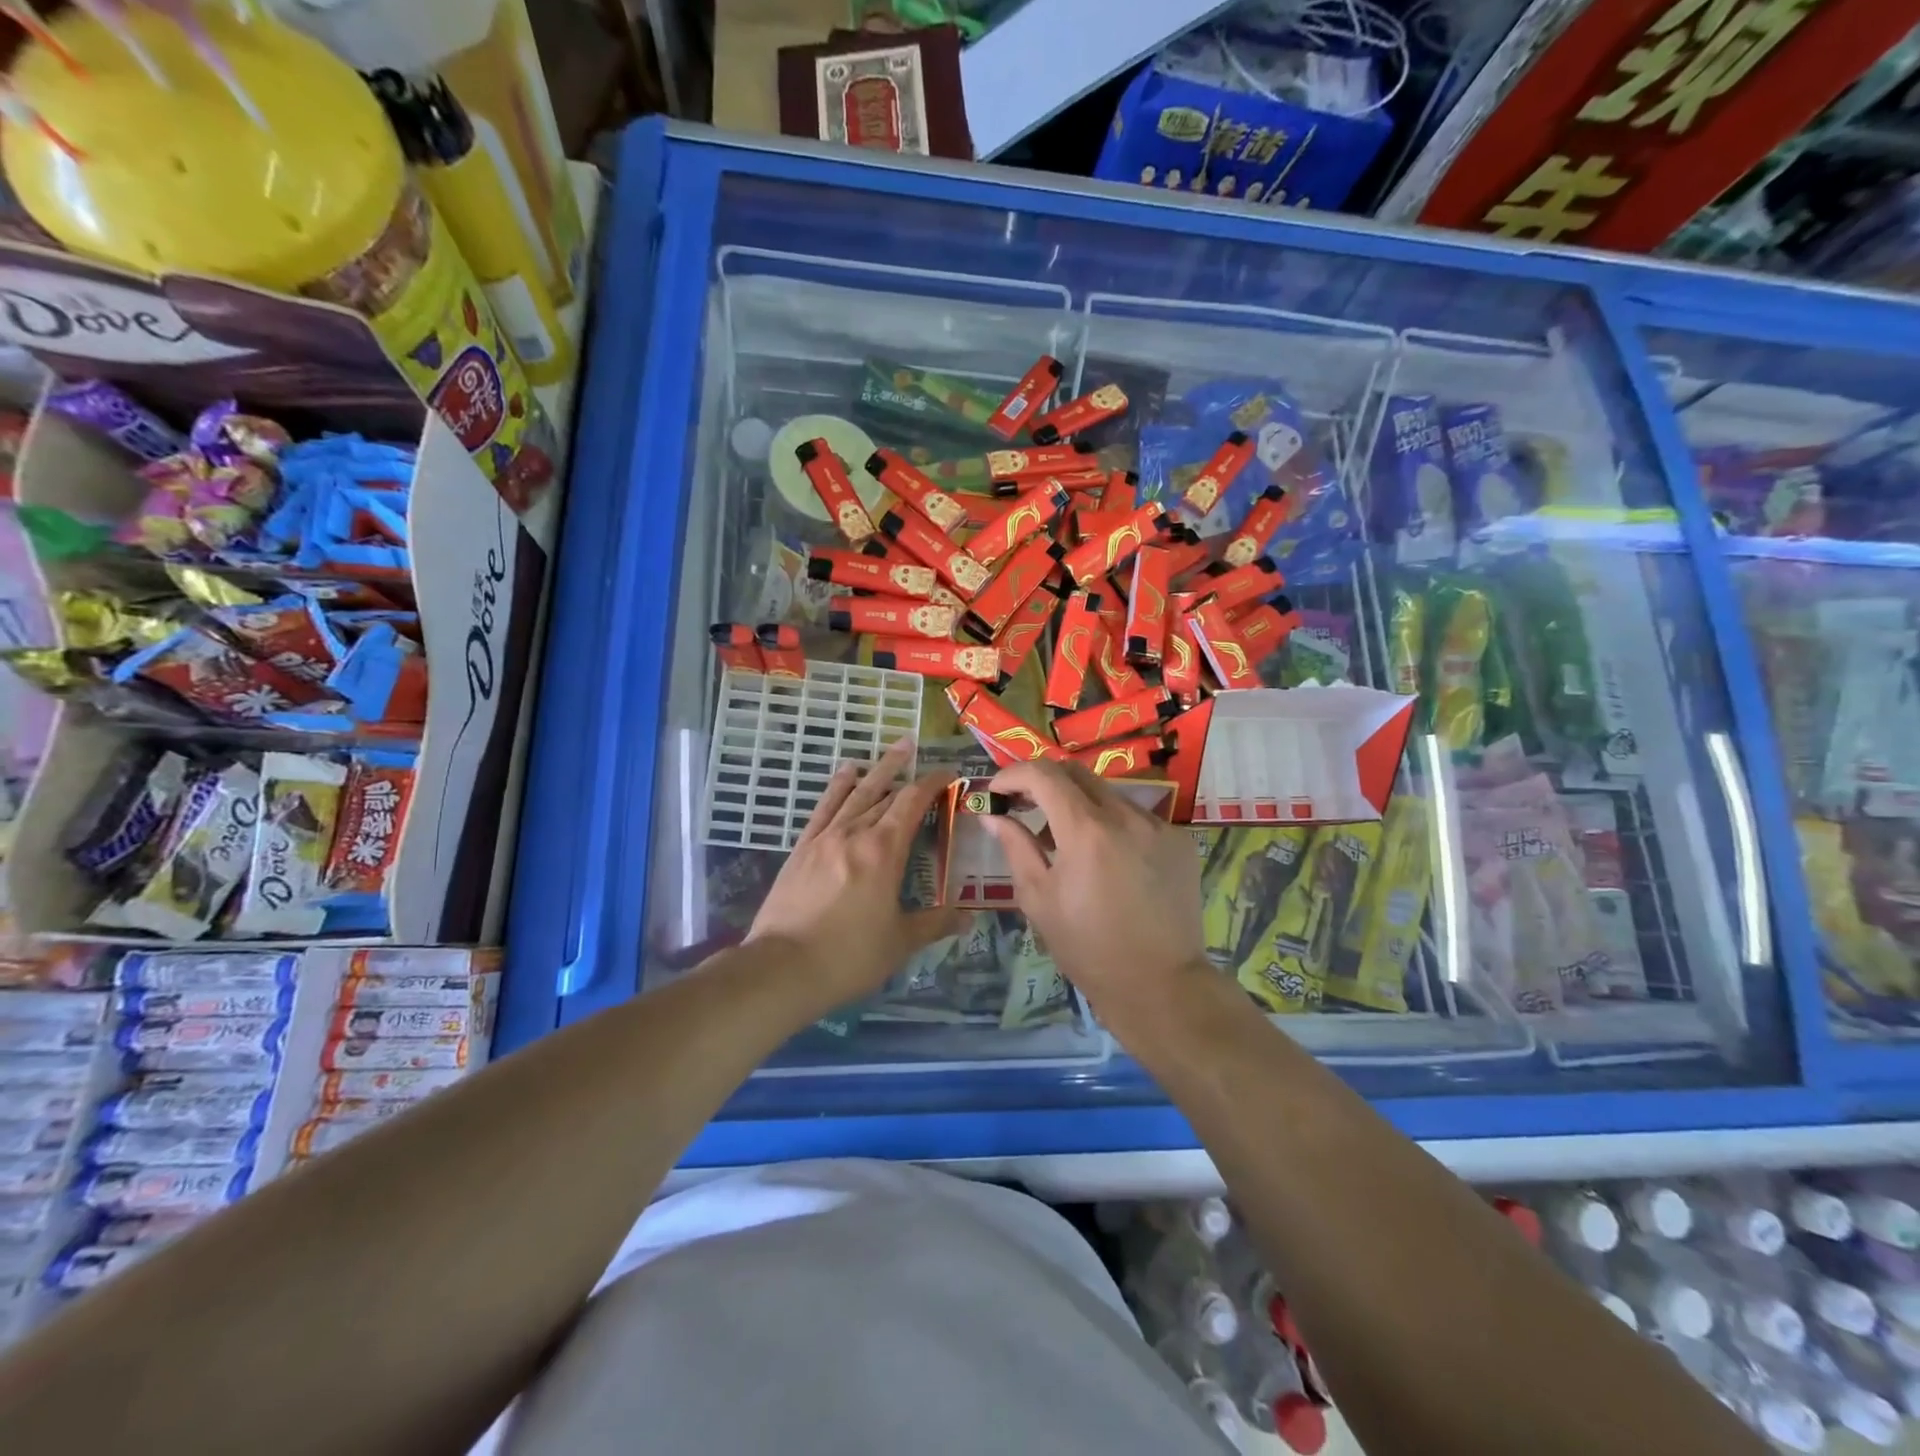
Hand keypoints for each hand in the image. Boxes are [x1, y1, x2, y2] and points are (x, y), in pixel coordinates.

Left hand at [747, 736, 966, 1004]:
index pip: (912, 803)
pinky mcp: (801, 850)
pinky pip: (823, 808)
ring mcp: (824, 838)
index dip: (932, 784)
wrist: (781, 968)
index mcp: (883, 851)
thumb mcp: (900, 943)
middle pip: (885, 793)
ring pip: (855, 794)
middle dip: (907, 773)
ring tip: (894, 749)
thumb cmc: (848, 956)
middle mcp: (854, 834)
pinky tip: (845, 773)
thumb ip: (935, 923)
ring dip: (876, 770)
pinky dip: (837, 787)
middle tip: (920, 753)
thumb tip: (969, 916)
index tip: (948, 773)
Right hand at [985, 760, 1209, 1019]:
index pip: (1044, 775)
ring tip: (1065, 839)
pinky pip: (1136, 816)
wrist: (1160, 984)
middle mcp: (1126, 816)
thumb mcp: (1038, 899)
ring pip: (1108, 793)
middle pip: (1077, 772)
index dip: (1013, 774)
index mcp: (1086, 831)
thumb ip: (1015, 847)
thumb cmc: (1088, 948)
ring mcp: (1158, 826)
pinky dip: (1112, 824)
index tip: (996, 791)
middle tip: (1024, 805)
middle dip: (1044, 781)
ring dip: (1079, 803)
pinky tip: (1107, 858)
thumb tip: (992, 816)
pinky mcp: (1180, 840)